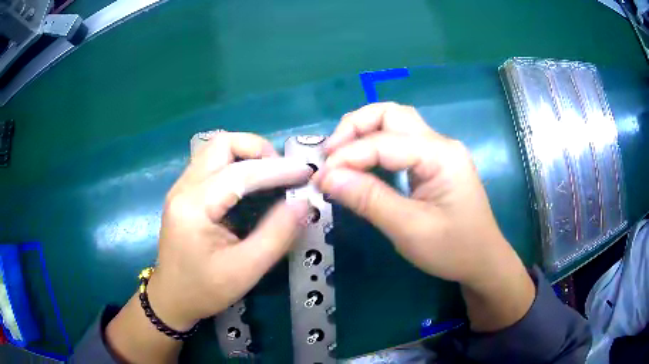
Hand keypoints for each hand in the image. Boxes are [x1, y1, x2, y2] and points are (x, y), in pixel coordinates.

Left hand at [147, 132, 311, 329]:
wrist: (172, 298)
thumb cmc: (205, 290)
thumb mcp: (246, 270)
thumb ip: (277, 234)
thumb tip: (303, 202)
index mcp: (193, 207)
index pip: (239, 173)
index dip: (277, 169)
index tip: (306, 172)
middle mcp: (183, 187)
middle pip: (222, 144)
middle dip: (258, 150)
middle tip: (282, 172)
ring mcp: (181, 187)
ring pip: (216, 149)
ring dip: (247, 154)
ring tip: (270, 175)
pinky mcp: (185, 192)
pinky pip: (212, 162)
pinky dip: (237, 163)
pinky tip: (251, 184)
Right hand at [315, 102, 534, 330]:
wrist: (483, 261)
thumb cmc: (454, 249)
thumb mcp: (410, 229)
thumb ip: (369, 200)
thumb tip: (326, 177)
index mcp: (441, 155)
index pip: (384, 142)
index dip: (347, 156)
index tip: (320, 178)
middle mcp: (440, 143)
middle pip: (391, 114)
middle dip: (355, 127)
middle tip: (330, 153)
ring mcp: (438, 151)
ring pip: (395, 123)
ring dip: (363, 132)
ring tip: (339, 155)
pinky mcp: (433, 163)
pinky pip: (400, 142)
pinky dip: (375, 146)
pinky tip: (361, 163)